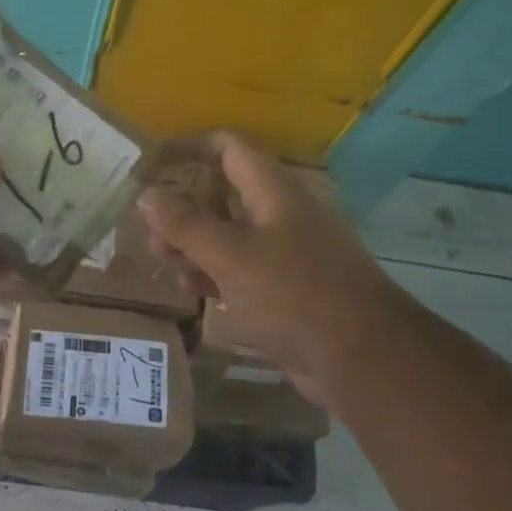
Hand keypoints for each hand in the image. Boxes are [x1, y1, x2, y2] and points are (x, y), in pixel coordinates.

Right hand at [139, 133, 412, 404]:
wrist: (364, 361)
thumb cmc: (295, 295)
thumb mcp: (231, 256)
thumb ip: (186, 224)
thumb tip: (147, 194)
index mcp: (273, 192)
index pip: (229, 149)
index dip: (190, 149)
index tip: (153, 164)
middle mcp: (280, 215)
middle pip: (223, 195)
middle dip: (183, 209)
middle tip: (150, 234)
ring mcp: (285, 254)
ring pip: (229, 236)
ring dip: (194, 246)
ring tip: (164, 265)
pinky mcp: (286, 291)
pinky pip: (242, 271)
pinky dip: (215, 276)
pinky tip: (194, 293)